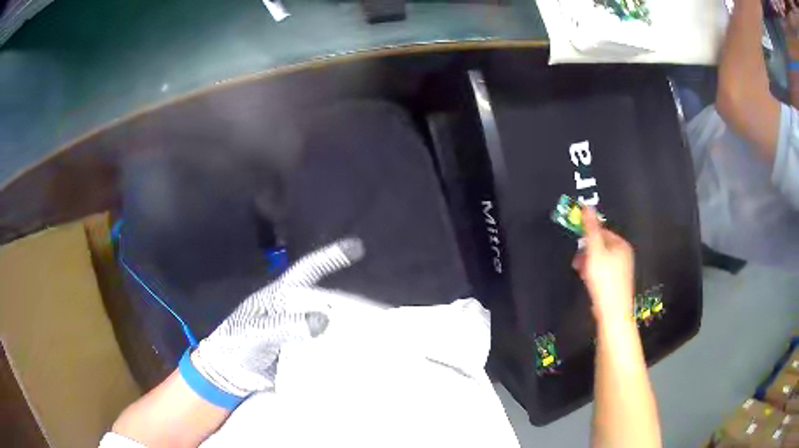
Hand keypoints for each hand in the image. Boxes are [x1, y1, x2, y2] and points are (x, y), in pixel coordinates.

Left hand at [191, 238, 363, 396]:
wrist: (229, 373)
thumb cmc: (236, 342)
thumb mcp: (255, 332)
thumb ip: (284, 326)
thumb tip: (323, 321)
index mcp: (281, 296)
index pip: (307, 271)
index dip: (330, 258)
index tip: (357, 248)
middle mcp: (295, 311)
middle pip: (328, 301)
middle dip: (353, 304)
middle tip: (381, 312)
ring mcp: (300, 333)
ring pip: (330, 327)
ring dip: (351, 331)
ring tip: (378, 337)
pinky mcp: (304, 355)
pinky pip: (326, 351)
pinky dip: (341, 354)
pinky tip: (358, 359)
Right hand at [572, 208, 634, 324]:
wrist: (613, 312)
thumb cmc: (604, 279)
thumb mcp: (595, 251)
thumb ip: (590, 229)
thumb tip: (587, 206)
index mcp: (621, 244)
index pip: (602, 231)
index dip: (588, 237)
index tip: (577, 246)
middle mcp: (624, 255)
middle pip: (602, 246)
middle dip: (587, 252)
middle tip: (577, 261)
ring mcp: (622, 270)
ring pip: (601, 260)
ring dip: (589, 263)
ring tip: (581, 273)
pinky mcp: (618, 283)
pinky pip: (604, 272)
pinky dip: (594, 274)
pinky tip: (589, 282)